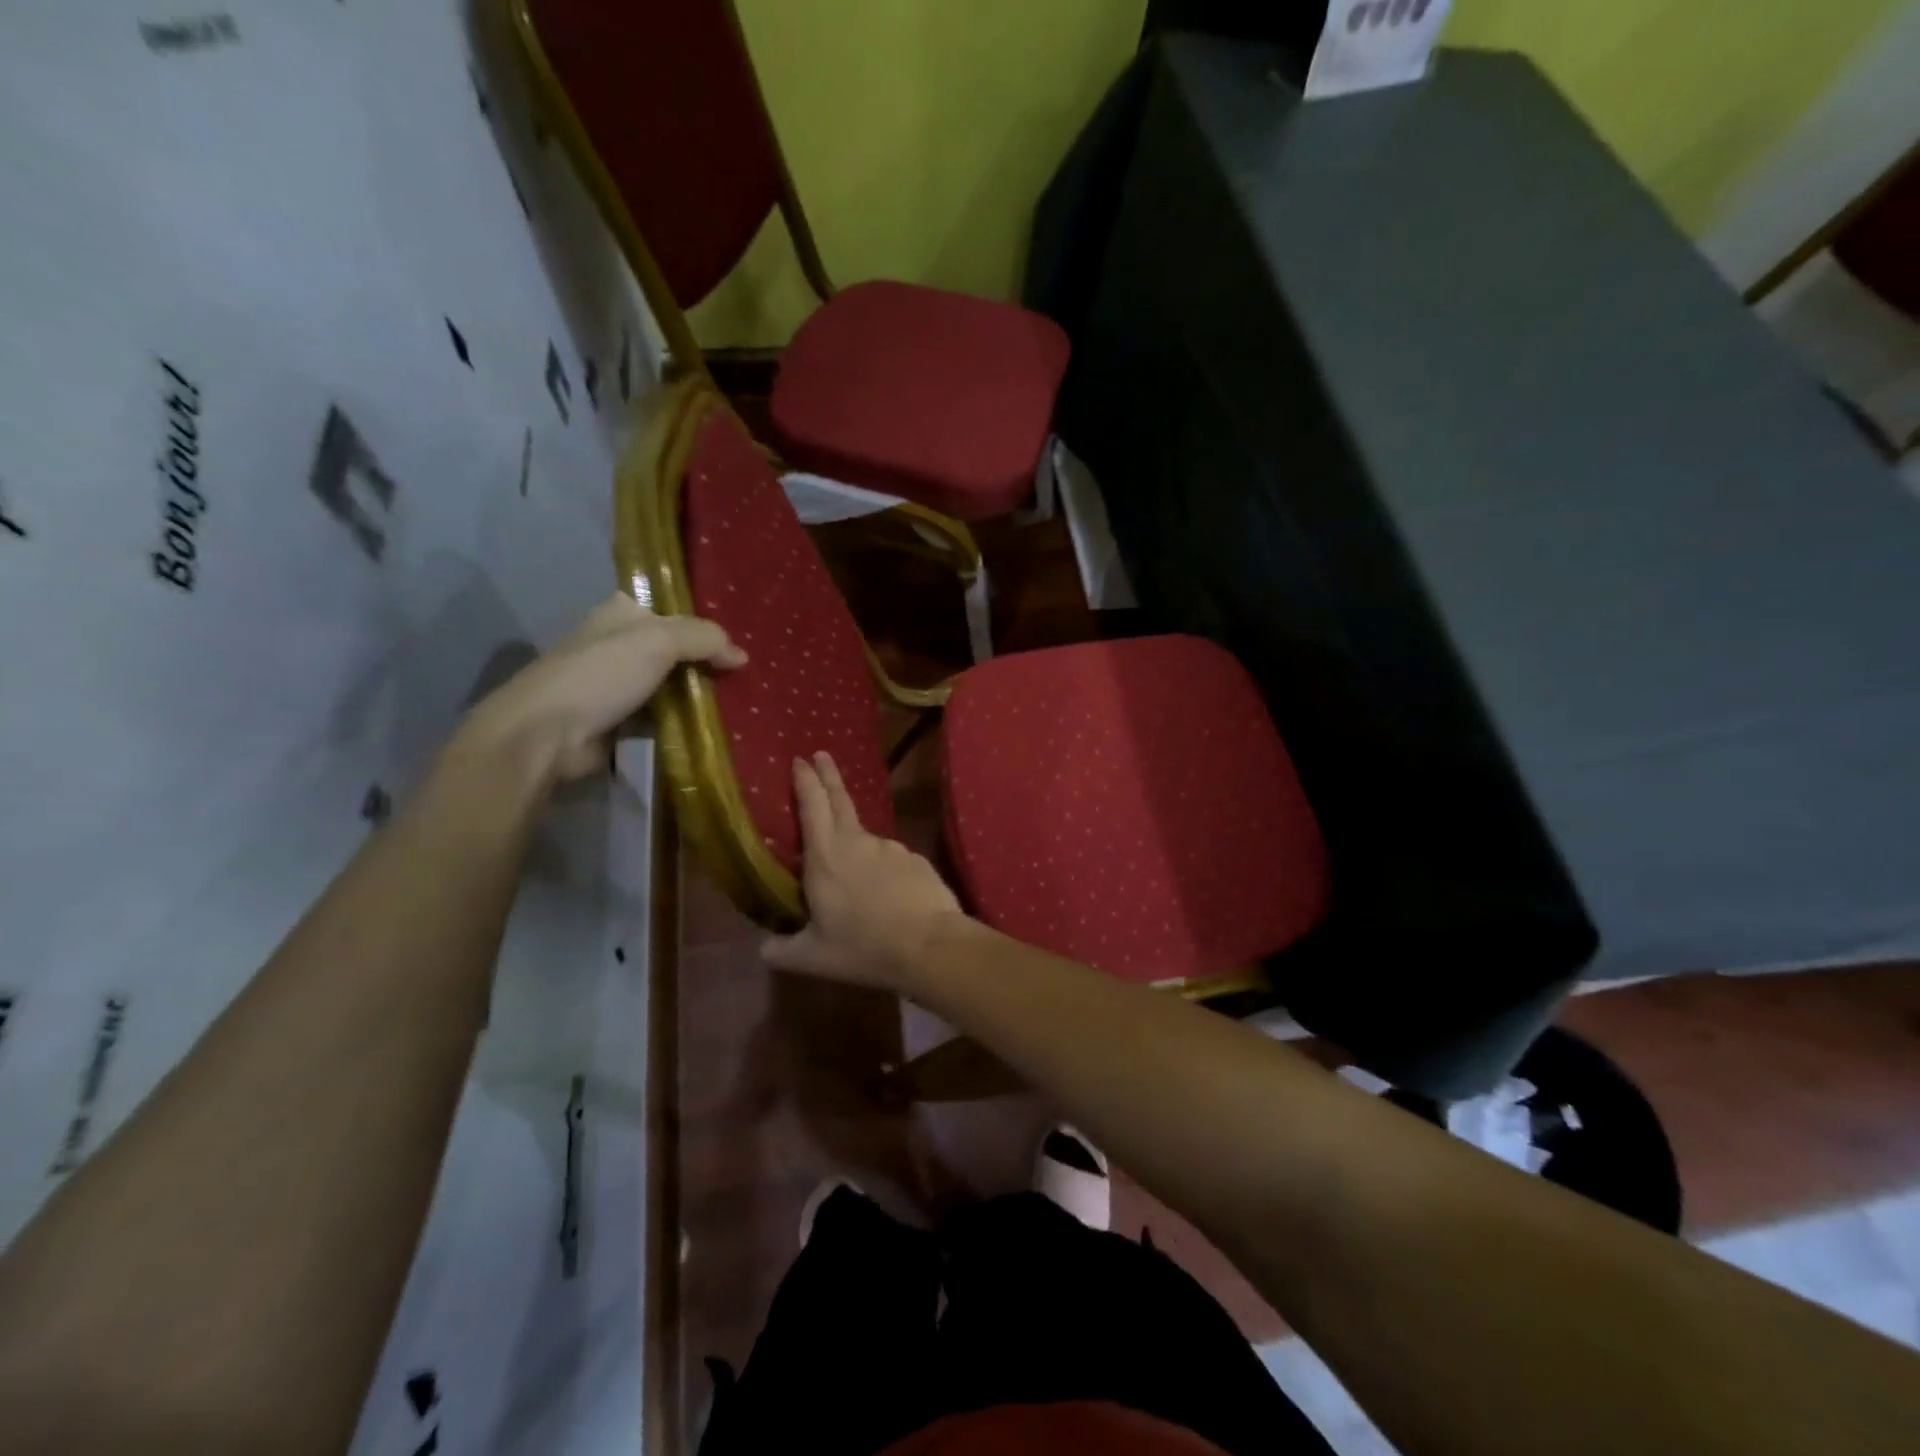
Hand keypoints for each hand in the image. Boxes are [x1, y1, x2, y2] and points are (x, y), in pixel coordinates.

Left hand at [458, 594, 745, 783]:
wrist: (547, 734)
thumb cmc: (600, 675)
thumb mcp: (659, 641)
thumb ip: (704, 639)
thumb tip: (741, 656)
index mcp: (620, 613)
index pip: (674, 613)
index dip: (705, 627)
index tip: (738, 647)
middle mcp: (617, 644)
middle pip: (675, 651)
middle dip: (705, 664)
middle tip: (745, 678)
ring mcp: (616, 685)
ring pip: (670, 685)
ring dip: (698, 696)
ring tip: (739, 704)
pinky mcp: (618, 721)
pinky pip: (662, 716)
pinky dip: (683, 722)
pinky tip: (712, 728)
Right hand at [762, 753, 970, 991]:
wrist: (930, 945)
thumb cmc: (863, 948)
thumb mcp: (812, 958)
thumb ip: (782, 950)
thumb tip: (763, 948)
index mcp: (825, 857)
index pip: (811, 806)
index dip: (805, 780)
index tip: (800, 760)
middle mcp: (857, 842)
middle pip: (840, 799)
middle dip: (828, 775)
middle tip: (821, 754)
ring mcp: (891, 848)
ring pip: (866, 839)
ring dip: (856, 845)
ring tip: (856, 881)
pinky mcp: (916, 860)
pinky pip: (892, 861)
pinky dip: (884, 871)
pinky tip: (889, 897)